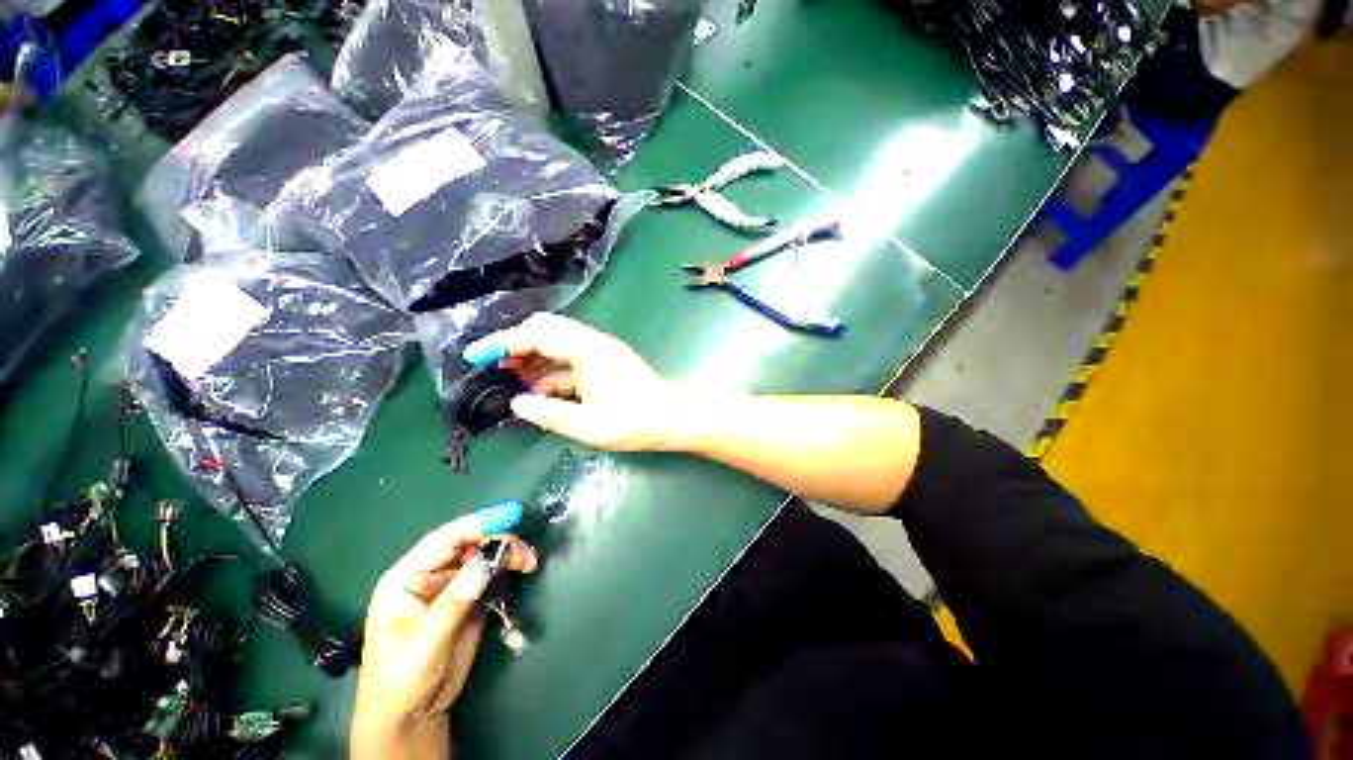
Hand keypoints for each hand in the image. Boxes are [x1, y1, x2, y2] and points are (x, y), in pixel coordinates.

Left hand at [353, 505, 537, 752]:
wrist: (411, 716)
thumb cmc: (402, 680)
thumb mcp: (426, 641)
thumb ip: (456, 599)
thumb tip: (488, 560)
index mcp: (407, 577)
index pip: (444, 539)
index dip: (477, 523)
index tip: (509, 515)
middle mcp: (430, 575)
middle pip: (469, 543)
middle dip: (499, 541)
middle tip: (524, 554)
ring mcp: (451, 586)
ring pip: (484, 555)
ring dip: (508, 553)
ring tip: (529, 562)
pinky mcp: (469, 598)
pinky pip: (491, 573)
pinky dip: (508, 568)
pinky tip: (522, 570)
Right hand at [463, 314, 695, 450]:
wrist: (673, 419)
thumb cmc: (636, 422)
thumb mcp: (589, 425)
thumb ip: (549, 414)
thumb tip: (516, 404)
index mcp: (588, 350)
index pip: (539, 334)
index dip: (504, 342)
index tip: (476, 356)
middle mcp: (593, 343)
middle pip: (546, 332)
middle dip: (516, 347)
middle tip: (492, 368)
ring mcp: (599, 353)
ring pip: (556, 347)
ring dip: (532, 361)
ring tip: (509, 382)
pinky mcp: (603, 364)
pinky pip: (570, 362)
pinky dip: (550, 374)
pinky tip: (538, 393)